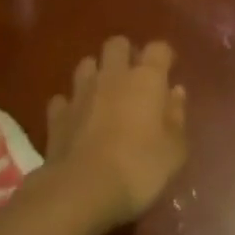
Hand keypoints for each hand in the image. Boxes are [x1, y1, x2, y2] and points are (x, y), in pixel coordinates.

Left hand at [43, 36, 187, 231]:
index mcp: (146, 78)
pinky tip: (75, 120)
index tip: (168, 71)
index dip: (164, 56)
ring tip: (102, 95)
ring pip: (87, 65)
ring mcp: (82, 92)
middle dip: (125, 54)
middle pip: (117, 44)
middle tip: (132, 78)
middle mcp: (113, 75)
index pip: (158, 48)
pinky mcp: (58, 115)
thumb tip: (176, 92)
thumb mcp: (173, 151)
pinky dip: (70, 106)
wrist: (82, 189)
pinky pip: (63, 100)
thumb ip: (177, 117)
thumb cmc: (138, 168)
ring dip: (95, 75)